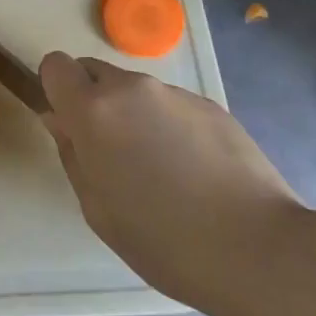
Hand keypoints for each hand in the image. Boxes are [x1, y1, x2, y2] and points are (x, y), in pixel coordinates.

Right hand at [39, 53, 305, 314]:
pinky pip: (172, 106)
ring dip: (135, 116)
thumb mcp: (97, 209)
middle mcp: (131, 88)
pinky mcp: (212, 105)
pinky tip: (195, 172)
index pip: (56, 65)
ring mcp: (175, 94)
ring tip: (163, 170)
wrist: (259, 249)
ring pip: (136, 92)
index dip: (57, 90)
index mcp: (94, 111)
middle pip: (95, 72)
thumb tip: (60, 120)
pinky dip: (171, 127)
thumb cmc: (163, 240)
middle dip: (94, 101)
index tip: (70, 125)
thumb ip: (71, 154)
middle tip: (113, 152)